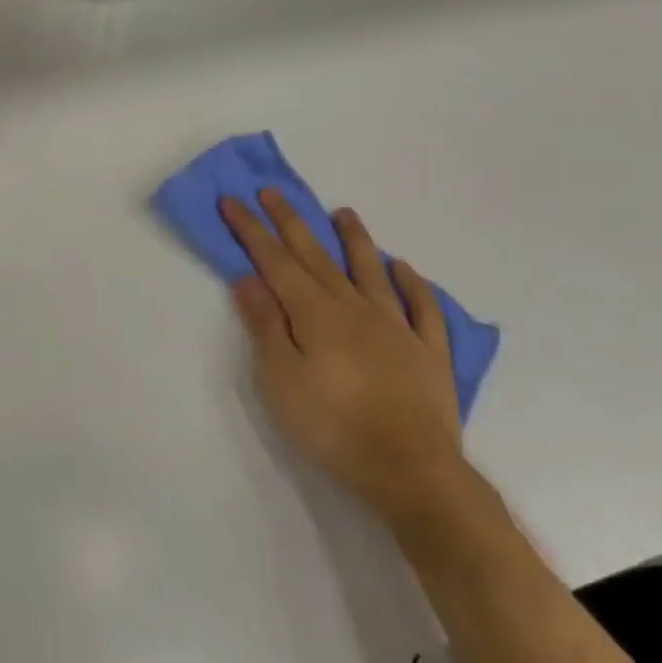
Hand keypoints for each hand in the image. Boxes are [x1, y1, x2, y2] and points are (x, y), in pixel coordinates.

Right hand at [223, 192, 470, 529]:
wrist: (410, 470)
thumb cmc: (332, 426)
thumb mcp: (280, 379)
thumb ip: (264, 325)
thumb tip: (248, 277)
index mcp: (314, 313)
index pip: (275, 261)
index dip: (251, 230)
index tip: (232, 201)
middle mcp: (355, 308)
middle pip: (317, 256)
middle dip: (291, 222)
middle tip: (273, 191)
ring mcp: (397, 327)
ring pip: (371, 271)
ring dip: (355, 239)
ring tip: (343, 212)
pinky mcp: (429, 352)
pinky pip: (422, 307)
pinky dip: (413, 284)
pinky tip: (404, 269)